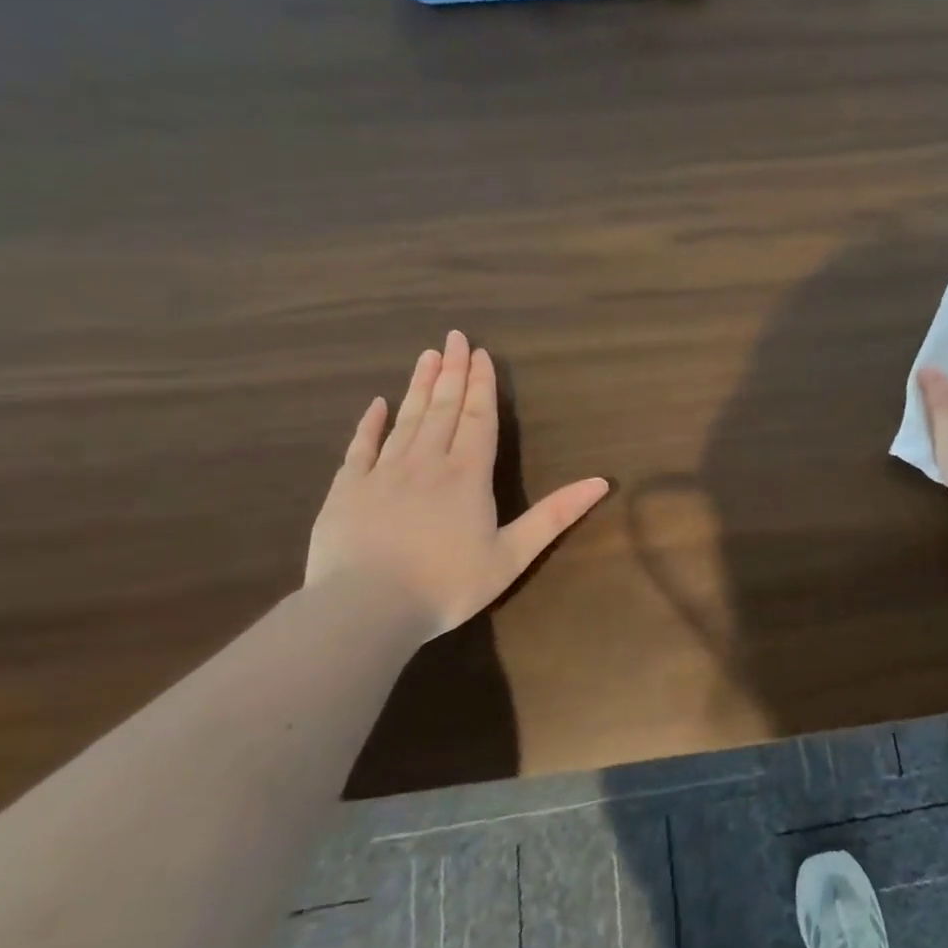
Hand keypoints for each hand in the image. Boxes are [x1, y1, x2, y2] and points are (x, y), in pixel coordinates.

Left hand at [305, 331, 608, 641]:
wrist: (365, 609)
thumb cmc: (447, 585)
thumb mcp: (512, 555)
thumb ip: (555, 515)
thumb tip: (601, 481)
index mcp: (467, 475)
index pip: (478, 418)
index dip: (481, 385)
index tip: (480, 353)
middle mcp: (426, 462)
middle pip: (442, 408)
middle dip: (451, 371)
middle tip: (454, 337)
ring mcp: (382, 472)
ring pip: (405, 419)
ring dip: (418, 386)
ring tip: (427, 355)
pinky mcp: (346, 489)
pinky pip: (360, 447)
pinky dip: (370, 423)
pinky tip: (377, 404)